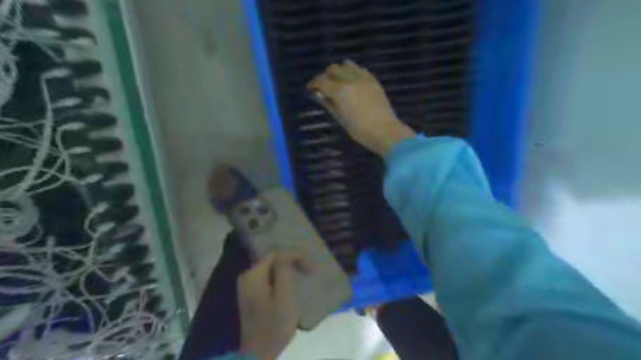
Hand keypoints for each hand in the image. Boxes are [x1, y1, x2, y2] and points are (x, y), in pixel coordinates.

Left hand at [239, 250, 311, 359]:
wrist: (258, 354)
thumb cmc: (274, 326)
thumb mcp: (283, 297)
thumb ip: (284, 271)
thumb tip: (287, 252)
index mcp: (253, 275)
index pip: (276, 254)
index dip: (294, 255)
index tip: (310, 267)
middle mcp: (247, 275)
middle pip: (272, 259)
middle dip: (291, 261)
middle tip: (309, 269)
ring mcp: (247, 285)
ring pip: (271, 268)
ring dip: (287, 268)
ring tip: (303, 274)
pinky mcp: (251, 294)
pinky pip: (268, 277)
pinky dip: (281, 276)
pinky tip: (291, 282)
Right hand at [309, 59, 418, 155]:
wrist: (385, 131)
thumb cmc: (361, 130)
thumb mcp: (341, 120)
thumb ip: (330, 105)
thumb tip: (321, 96)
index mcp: (341, 91)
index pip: (322, 81)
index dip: (314, 84)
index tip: (310, 88)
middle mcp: (351, 80)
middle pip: (333, 68)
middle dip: (325, 75)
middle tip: (324, 86)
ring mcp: (364, 78)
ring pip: (347, 64)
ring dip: (340, 71)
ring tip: (339, 82)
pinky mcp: (374, 81)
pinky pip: (360, 69)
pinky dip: (352, 72)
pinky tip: (352, 83)